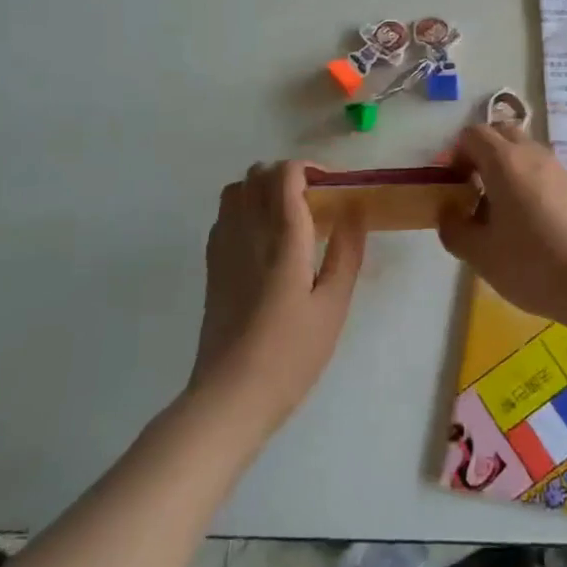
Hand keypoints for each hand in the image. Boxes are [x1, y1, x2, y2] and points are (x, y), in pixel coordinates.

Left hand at [191, 161, 365, 431]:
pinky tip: (264, 240)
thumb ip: (346, 253)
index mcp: (281, 237)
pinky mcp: (211, 267)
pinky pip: (224, 217)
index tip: (333, 187)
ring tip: (289, 215)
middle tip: (316, 200)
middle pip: (257, 174)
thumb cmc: (291, 354)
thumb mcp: (333, 306)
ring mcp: (223, 248)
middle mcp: (247, 232)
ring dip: (262, 189)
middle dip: (287, 175)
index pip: (284, 174)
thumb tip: (354, 210)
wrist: (229, 397)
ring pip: (235, 191)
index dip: (310, 168)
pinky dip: (244, 209)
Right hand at [437, 125, 566, 323]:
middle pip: (500, 133)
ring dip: (503, 168)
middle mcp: (532, 154)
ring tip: (496, 209)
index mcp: (505, 161)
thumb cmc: (531, 263)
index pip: (473, 134)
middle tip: (470, 189)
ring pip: (523, 151)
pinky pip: (540, 170)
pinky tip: (524, 221)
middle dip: (480, 154)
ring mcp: (558, 168)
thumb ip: (453, 228)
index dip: (455, 154)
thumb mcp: (479, 253)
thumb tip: (448, 212)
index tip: (450, 185)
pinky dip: (524, 181)